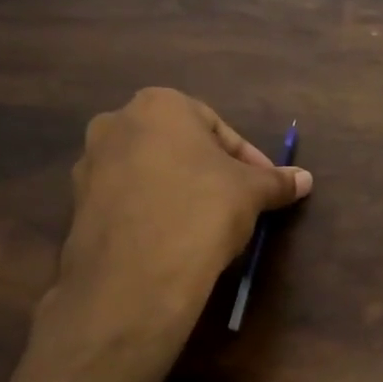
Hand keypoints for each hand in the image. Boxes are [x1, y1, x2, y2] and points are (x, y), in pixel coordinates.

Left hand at [37, 88, 310, 351]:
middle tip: (237, 202)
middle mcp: (116, 123)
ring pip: (151, 172)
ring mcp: (90, 165)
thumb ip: (276, 181)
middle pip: (180, 146)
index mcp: (159, 104)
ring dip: (180, 190)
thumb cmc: (201, 211)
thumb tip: (305, 179)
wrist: (136, 277)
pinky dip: (153, 211)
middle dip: (210, 171)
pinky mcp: (77, 205)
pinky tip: (174, 239)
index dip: (248, 159)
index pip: (218, 128)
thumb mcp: (251, 193)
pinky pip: (128, 200)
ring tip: (206, 224)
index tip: (265, 186)